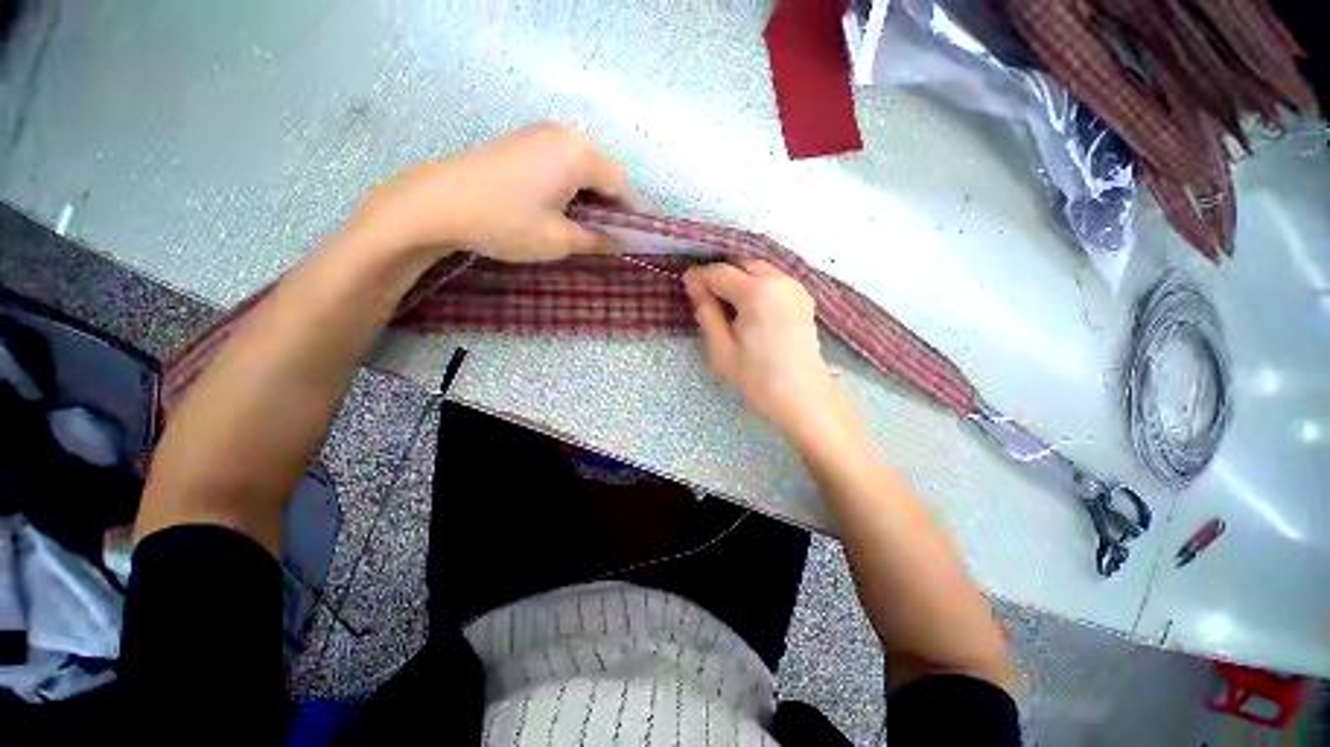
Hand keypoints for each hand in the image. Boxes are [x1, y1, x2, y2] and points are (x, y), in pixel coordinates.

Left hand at [353, 122, 630, 261]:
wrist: (438, 203)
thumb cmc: (507, 222)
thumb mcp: (559, 240)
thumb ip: (596, 240)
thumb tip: (618, 244)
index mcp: (580, 155)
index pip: (622, 185)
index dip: (634, 214)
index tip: (641, 238)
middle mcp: (565, 135)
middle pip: (604, 173)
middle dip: (613, 206)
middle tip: (614, 237)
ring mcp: (540, 135)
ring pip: (583, 169)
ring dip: (592, 197)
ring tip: (589, 227)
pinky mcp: (523, 143)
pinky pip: (562, 164)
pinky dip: (572, 188)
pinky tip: (564, 209)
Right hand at [683, 260, 843, 436]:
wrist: (804, 398)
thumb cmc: (758, 378)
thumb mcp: (722, 349)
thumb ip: (706, 312)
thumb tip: (694, 285)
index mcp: (756, 292)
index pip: (719, 272)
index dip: (699, 277)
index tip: (686, 287)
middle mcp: (778, 279)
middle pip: (741, 263)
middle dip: (720, 274)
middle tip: (706, 297)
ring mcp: (794, 286)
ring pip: (759, 268)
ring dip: (739, 277)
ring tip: (726, 303)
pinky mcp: (803, 297)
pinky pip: (773, 279)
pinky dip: (756, 283)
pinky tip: (749, 306)